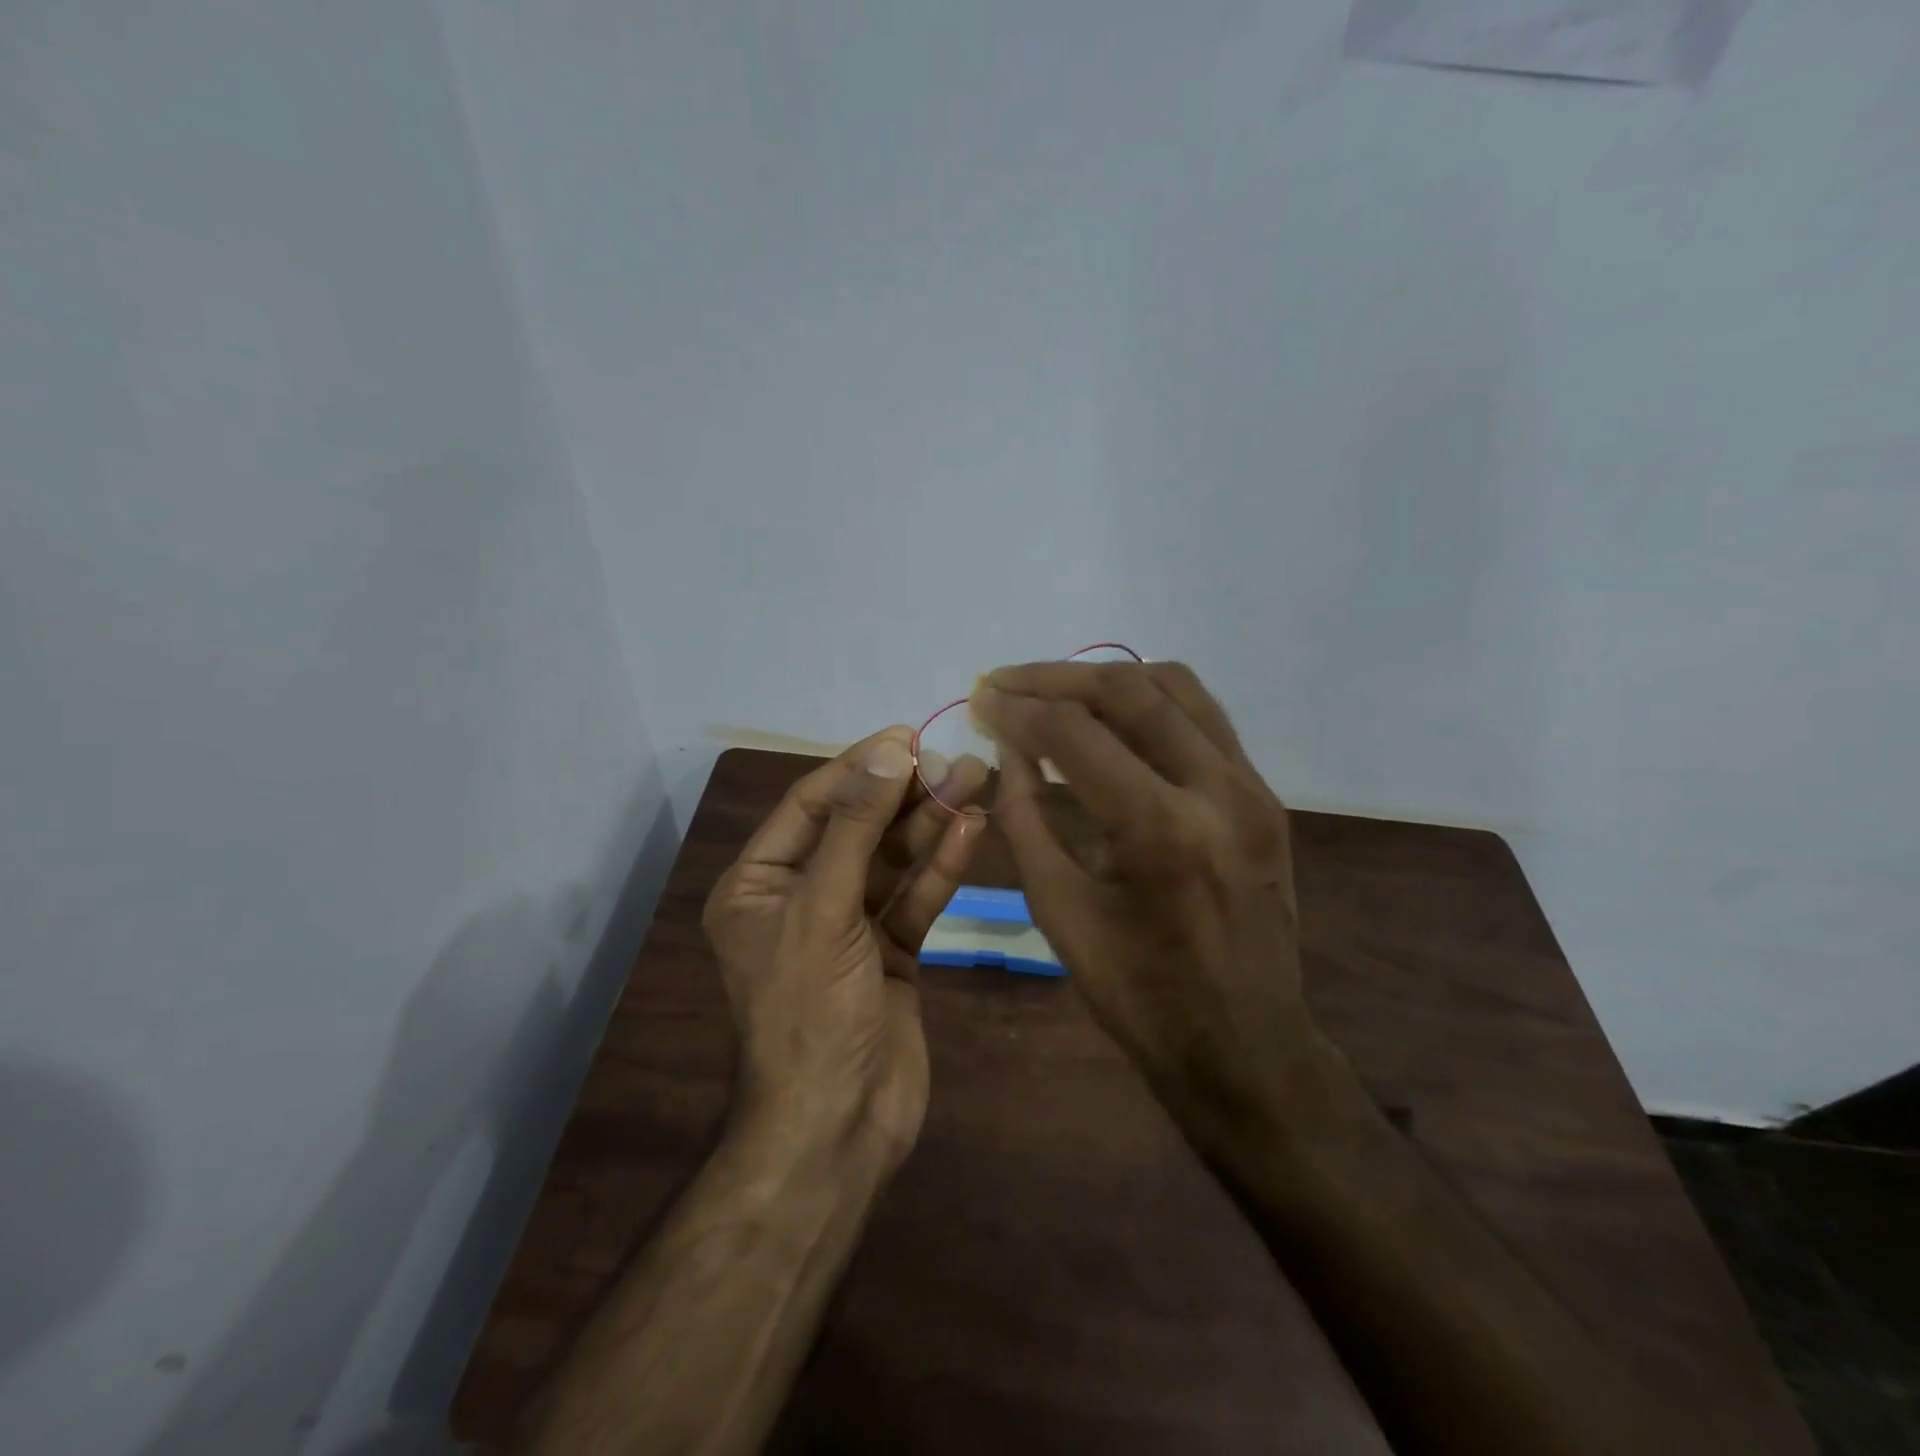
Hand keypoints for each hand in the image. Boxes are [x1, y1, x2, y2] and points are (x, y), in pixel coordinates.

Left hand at [702, 728, 989, 1171]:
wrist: (838, 1128)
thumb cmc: (811, 1012)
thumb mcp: (824, 909)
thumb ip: (855, 827)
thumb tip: (887, 750)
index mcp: (758, 884)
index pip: (812, 805)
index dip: (859, 768)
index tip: (908, 737)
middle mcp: (801, 898)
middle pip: (857, 828)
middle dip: (904, 794)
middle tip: (955, 758)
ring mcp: (849, 927)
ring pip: (892, 861)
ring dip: (930, 824)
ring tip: (975, 780)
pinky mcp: (890, 953)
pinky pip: (914, 898)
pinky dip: (940, 867)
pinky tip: (970, 830)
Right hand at [970, 662, 1320, 1154]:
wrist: (1244, 1045)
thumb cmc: (1138, 994)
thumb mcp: (1058, 910)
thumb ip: (1025, 817)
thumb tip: (1008, 747)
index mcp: (1160, 830)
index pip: (1075, 734)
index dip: (1018, 709)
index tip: (979, 698)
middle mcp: (1217, 790)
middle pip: (1129, 690)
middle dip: (1055, 678)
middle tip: (1006, 682)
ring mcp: (1251, 787)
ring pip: (1176, 687)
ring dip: (1106, 679)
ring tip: (1053, 693)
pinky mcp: (1263, 795)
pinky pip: (1202, 718)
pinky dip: (1149, 702)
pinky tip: (1110, 716)